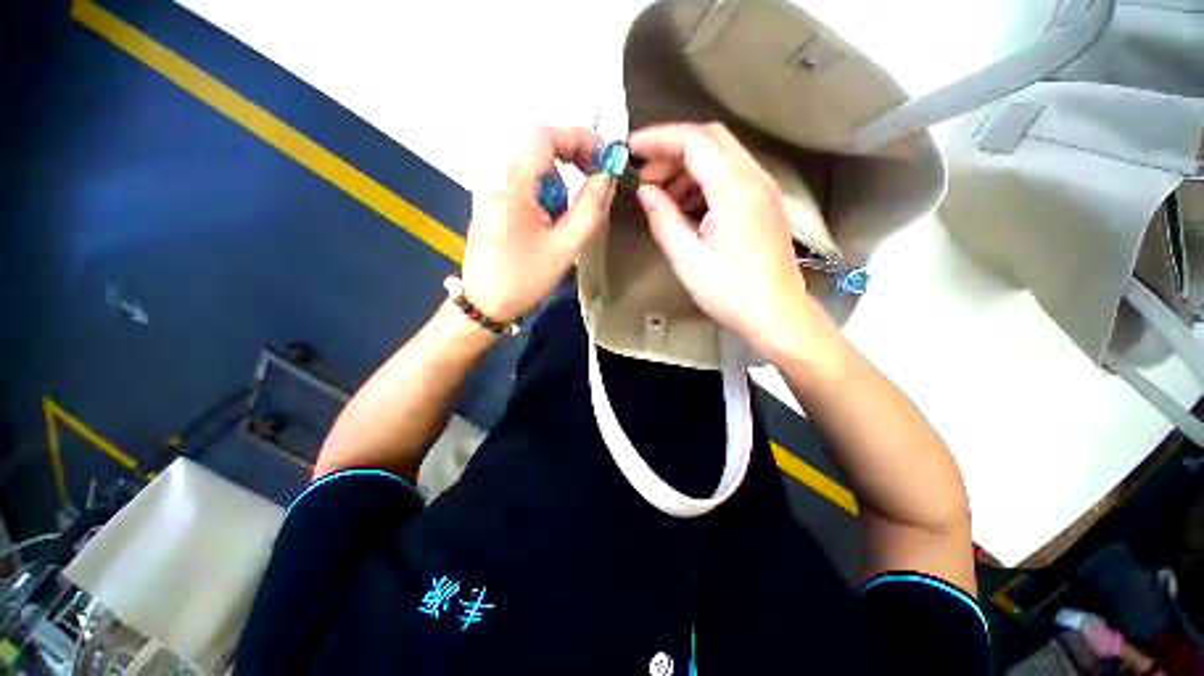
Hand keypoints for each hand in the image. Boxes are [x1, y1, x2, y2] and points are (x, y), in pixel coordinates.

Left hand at [461, 126, 614, 323]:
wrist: (485, 306)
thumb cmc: (525, 280)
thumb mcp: (565, 247)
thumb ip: (589, 208)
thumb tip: (607, 175)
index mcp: (511, 187)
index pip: (543, 136)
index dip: (578, 137)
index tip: (604, 158)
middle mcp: (495, 181)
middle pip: (538, 152)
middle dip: (571, 163)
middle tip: (593, 186)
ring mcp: (490, 194)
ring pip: (533, 173)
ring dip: (557, 189)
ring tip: (563, 225)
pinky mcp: (490, 207)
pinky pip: (523, 189)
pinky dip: (544, 199)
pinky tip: (546, 229)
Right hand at [630, 123, 819, 356]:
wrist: (776, 314)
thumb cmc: (730, 292)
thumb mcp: (687, 259)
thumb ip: (663, 219)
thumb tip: (645, 192)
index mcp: (734, 189)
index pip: (693, 140)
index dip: (658, 139)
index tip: (630, 150)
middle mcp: (754, 177)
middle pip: (710, 138)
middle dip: (672, 150)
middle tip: (645, 177)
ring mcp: (763, 189)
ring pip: (721, 155)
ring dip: (687, 166)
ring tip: (661, 195)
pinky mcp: (764, 203)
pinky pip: (730, 175)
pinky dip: (703, 180)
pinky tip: (686, 205)